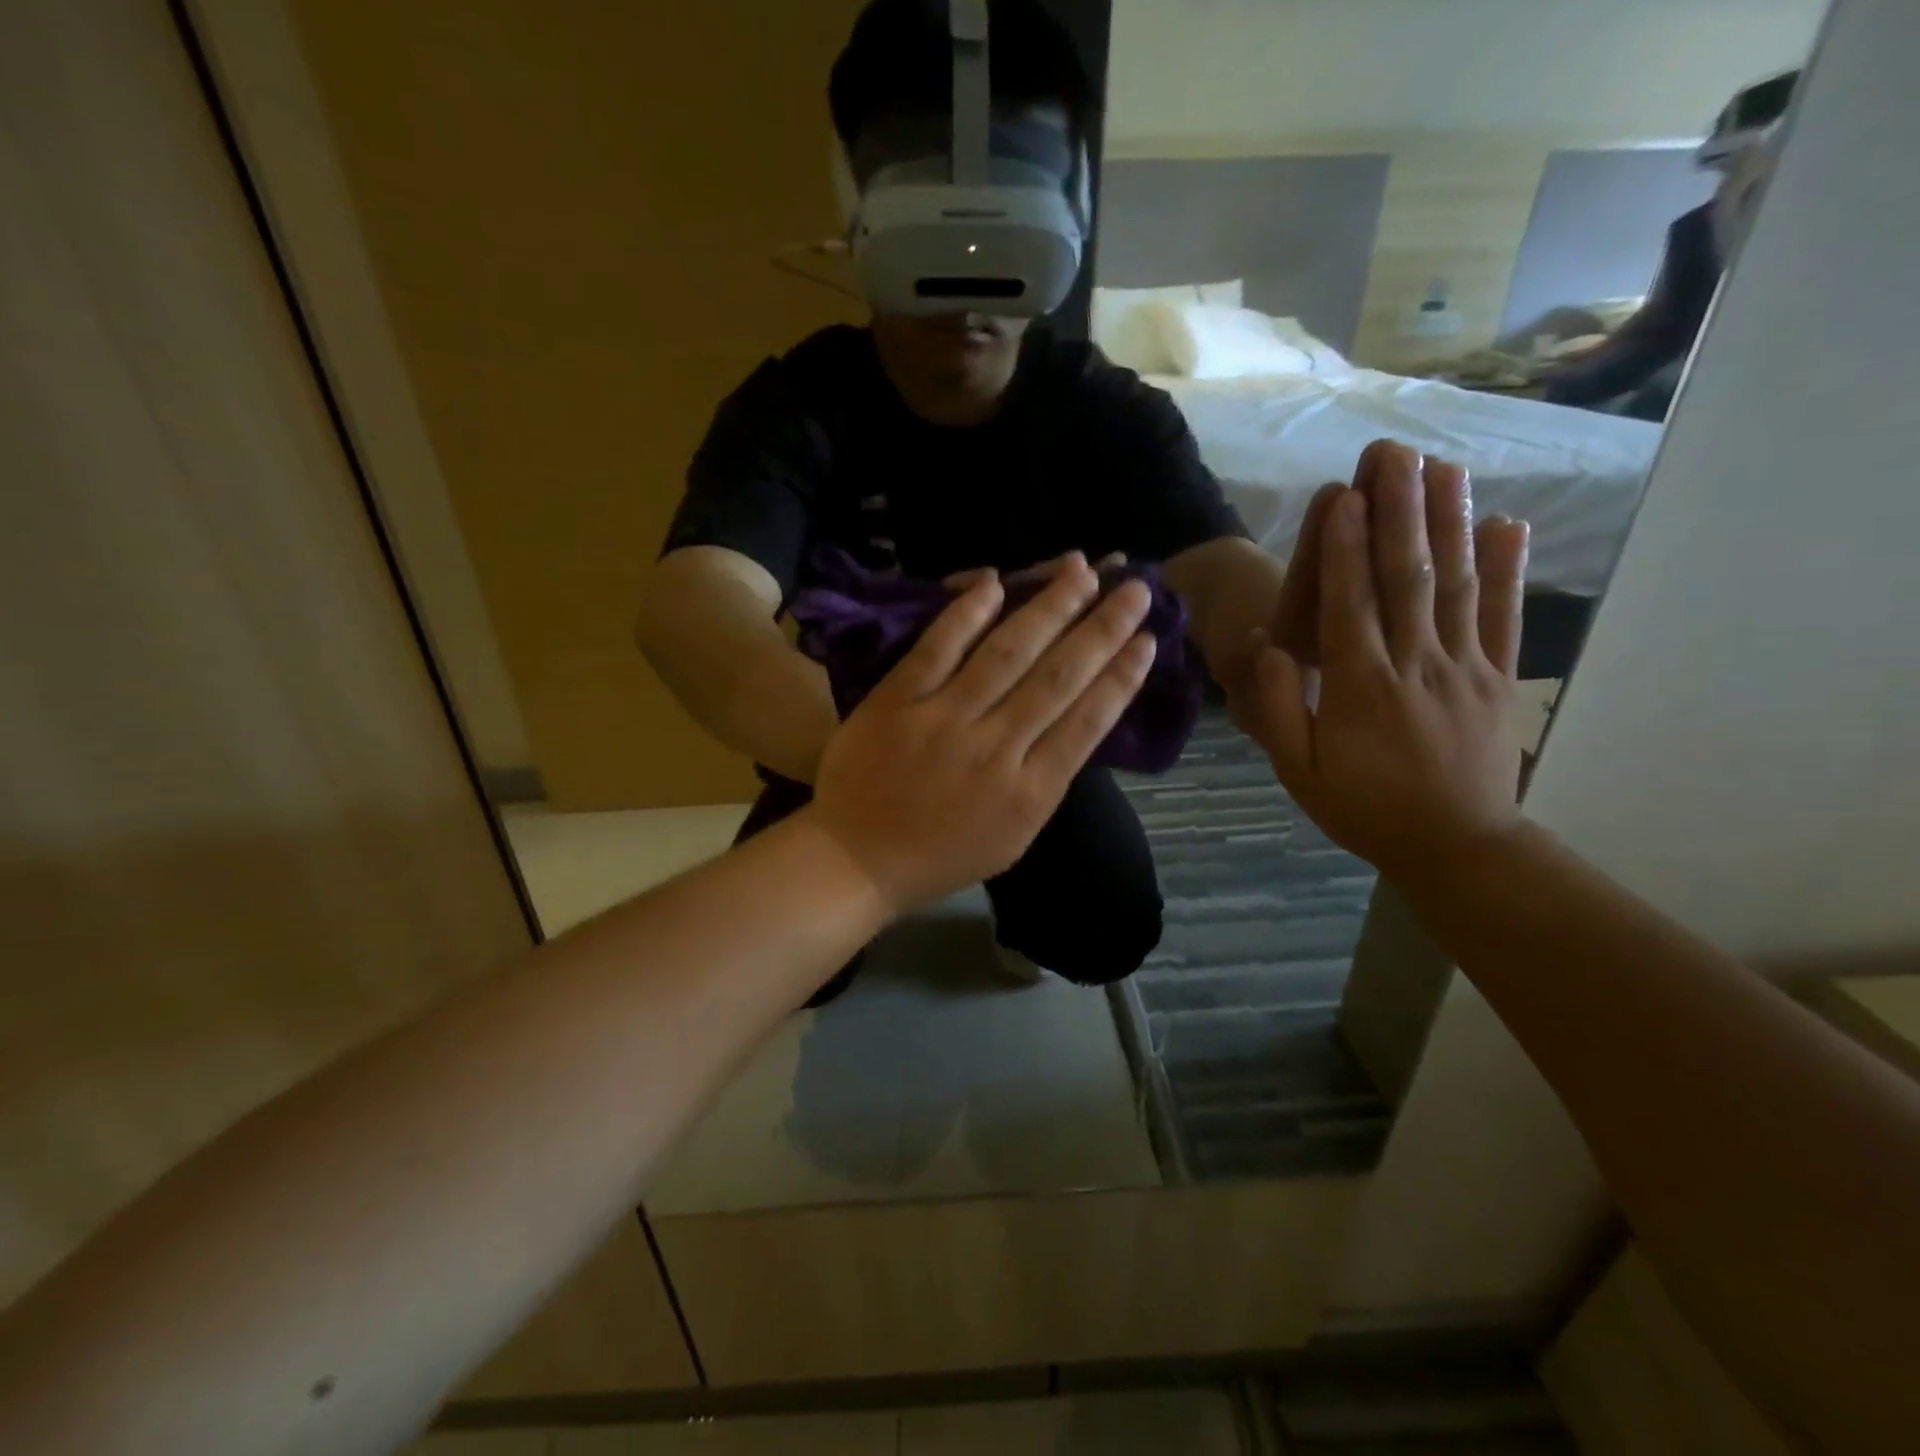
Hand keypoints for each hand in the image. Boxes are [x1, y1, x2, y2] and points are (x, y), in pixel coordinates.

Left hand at [810, 554, 1155, 913]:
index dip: (1121, 676)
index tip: (1148, 638)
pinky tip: (997, 582)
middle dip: (1103, 628)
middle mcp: (995, 750)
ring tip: (1082, 571)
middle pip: (1058, 677)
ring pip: (1007, 653)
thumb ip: (1044, 781)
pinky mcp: (897, 701)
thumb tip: (1074, 721)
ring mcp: (943, 721)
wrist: (857, 860)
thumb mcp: (1012, 836)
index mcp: (1030, 793)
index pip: (1088, 721)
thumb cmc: (940, 855)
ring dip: (1049, 607)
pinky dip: (967, 614)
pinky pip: (937, 649)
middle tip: (1135, 586)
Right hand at [1231, 442, 1531, 880]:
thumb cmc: (1364, 807)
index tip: (1346, 492)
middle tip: (1395, 454)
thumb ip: (1281, 708)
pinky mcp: (1498, 677)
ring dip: (1450, 522)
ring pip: (1456, 584)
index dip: (1348, 545)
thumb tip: (1273, 647)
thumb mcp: (1298, 771)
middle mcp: (1416, 663)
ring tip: (1445, 467)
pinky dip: (1508, 568)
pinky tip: (1508, 524)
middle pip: (1407, 576)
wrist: (1456, 845)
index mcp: (1361, 685)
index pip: (1351, 601)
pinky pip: (1505, 615)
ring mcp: (1465, 666)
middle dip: (1400, 511)